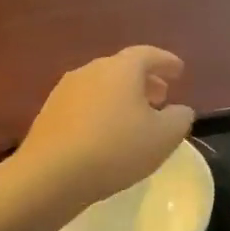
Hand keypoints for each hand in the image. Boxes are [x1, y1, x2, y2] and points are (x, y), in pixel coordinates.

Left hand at [19, 46, 194, 207]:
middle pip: (123, 68)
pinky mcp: (49, 113)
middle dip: (145, 80)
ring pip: (102, 86)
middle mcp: (91, 70)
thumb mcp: (164, 137)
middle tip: (160, 97)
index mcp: (121, 69)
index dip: (166, 62)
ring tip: (135, 118)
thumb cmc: (116, 149)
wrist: (51, 175)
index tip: (179, 71)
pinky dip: (101, 110)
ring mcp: (65, 90)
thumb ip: (180, 118)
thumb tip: (180, 110)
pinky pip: (85, 104)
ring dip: (122, 97)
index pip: (148, 54)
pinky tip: (106, 133)